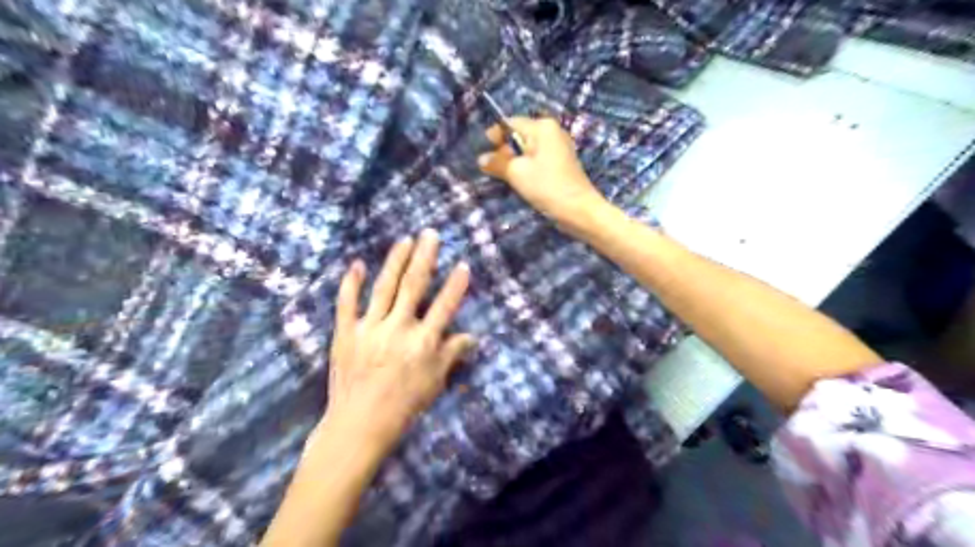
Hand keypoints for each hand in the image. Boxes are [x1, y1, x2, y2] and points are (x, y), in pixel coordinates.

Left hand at [322, 231, 478, 457]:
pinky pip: (347, 303)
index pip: (444, 306)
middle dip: (424, 258)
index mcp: (423, 342)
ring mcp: (370, 328)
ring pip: (384, 287)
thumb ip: (452, 355)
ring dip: (395, 261)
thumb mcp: (434, 382)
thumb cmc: (403, 405)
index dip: (456, 285)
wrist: (359, 423)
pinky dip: (352, 283)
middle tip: (430, 234)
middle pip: (414, 286)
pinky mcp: (346, 333)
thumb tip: (472, 337)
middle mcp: (398, 329)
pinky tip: (358, 264)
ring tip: (405, 240)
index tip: (463, 264)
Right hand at [478, 118, 607, 230]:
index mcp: (543, 127)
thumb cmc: (547, 186)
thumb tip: (481, 158)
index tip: (484, 155)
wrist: (578, 210)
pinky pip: (537, 160)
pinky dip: (527, 168)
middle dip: (504, 152)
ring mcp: (559, 148)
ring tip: (506, 178)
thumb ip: (497, 162)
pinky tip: (521, 183)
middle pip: (519, 136)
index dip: (495, 137)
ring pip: (528, 150)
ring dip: (515, 163)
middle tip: (494, 170)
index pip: (510, 123)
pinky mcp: (561, 164)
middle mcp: (552, 132)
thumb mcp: (517, 173)